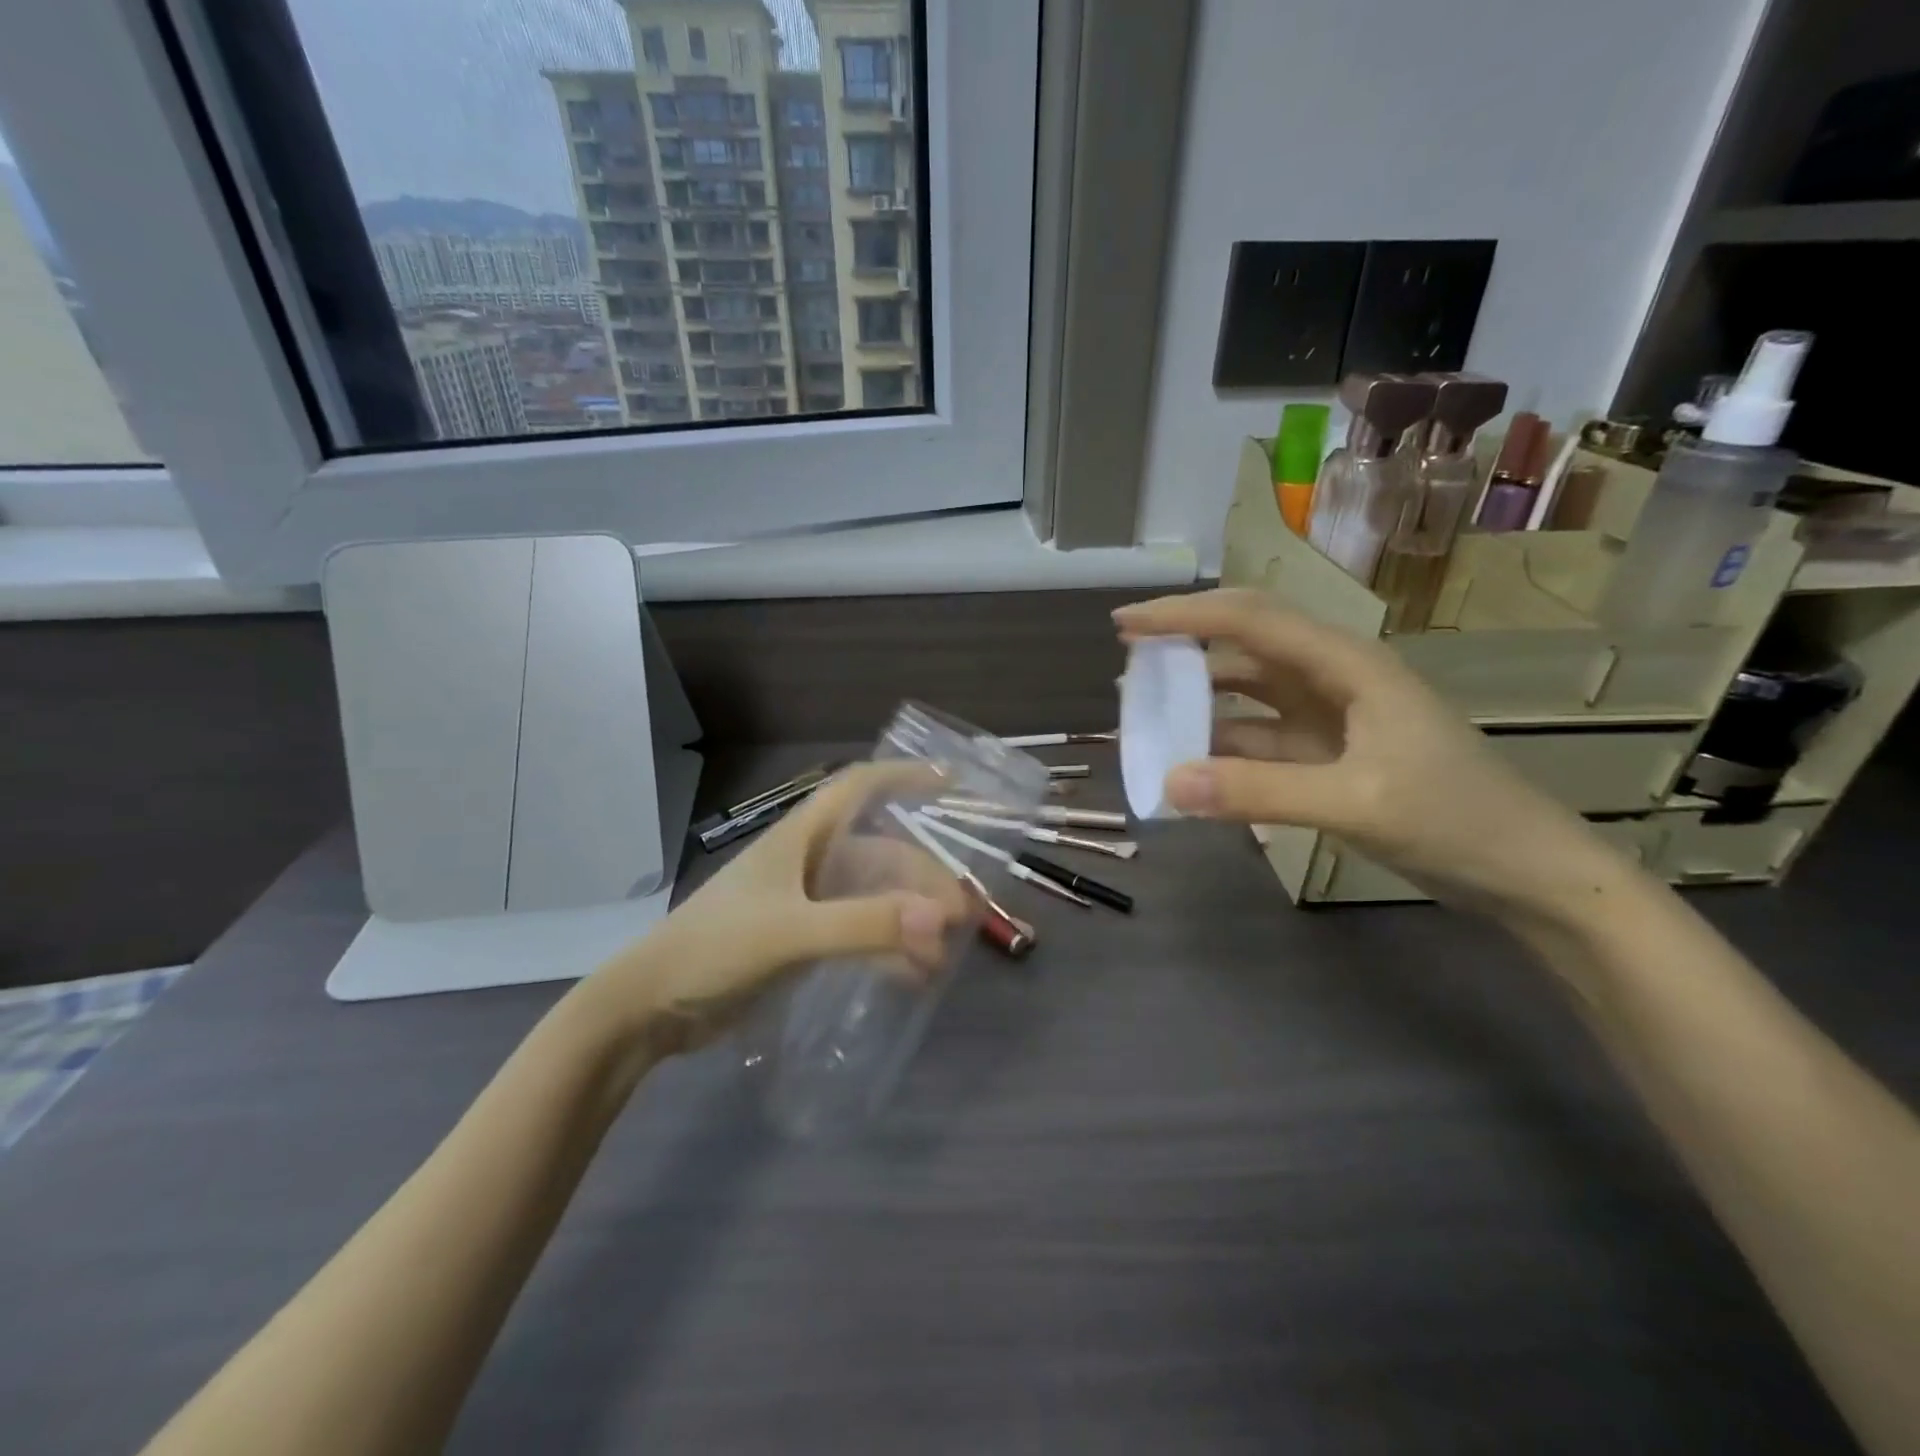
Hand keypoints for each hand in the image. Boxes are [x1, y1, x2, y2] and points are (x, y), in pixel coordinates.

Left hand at [594, 763, 971, 1053]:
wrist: (649, 1008)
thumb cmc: (714, 950)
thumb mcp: (789, 933)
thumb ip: (862, 925)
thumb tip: (938, 920)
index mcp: (801, 838)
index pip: (858, 787)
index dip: (903, 777)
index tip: (950, 784)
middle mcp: (808, 861)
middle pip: (880, 853)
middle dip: (923, 877)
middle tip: (962, 915)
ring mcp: (805, 902)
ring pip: (873, 895)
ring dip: (910, 918)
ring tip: (943, 955)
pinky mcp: (801, 939)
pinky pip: (859, 932)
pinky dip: (887, 947)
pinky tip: (911, 975)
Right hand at [1114, 589, 1622, 919]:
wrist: (1527, 872)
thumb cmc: (1456, 819)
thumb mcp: (1356, 802)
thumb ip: (1259, 791)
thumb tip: (1168, 782)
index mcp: (1347, 664)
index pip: (1250, 620)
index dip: (1183, 616)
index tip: (1124, 626)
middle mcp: (1334, 678)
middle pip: (1246, 643)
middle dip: (1185, 644)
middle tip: (1128, 660)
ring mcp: (1332, 718)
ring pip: (1249, 693)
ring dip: (1200, 698)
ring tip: (1148, 712)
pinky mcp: (1330, 755)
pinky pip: (1260, 738)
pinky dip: (1223, 747)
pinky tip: (1192, 764)